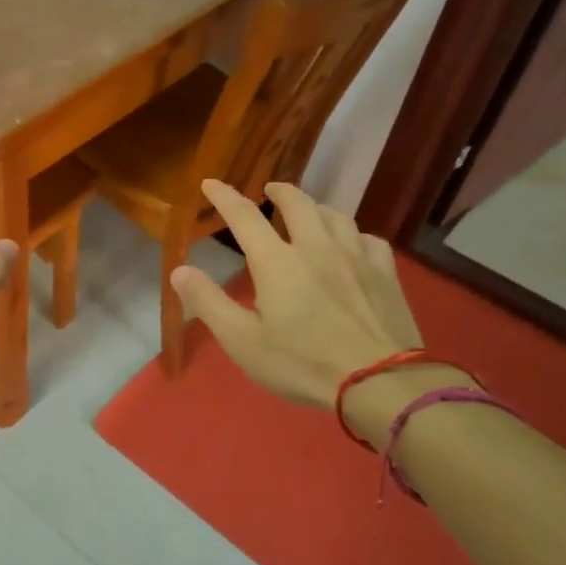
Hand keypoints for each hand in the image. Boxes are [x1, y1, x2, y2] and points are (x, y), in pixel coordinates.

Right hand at [169, 180, 427, 415]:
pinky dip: (353, 234)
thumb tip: (179, 270)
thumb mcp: (242, 341)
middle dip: (279, 190)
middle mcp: (316, 247)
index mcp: (277, 262)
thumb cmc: (302, 364)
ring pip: (335, 215)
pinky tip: (351, 244)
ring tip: (309, 212)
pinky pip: (368, 238)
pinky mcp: (386, 274)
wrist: (379, 383)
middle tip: (269, 189)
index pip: (244, 216)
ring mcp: (356, 257)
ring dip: (316, 207)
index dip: (224, 196)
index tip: (210, 182)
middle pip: (297, 203)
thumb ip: (208, 302)